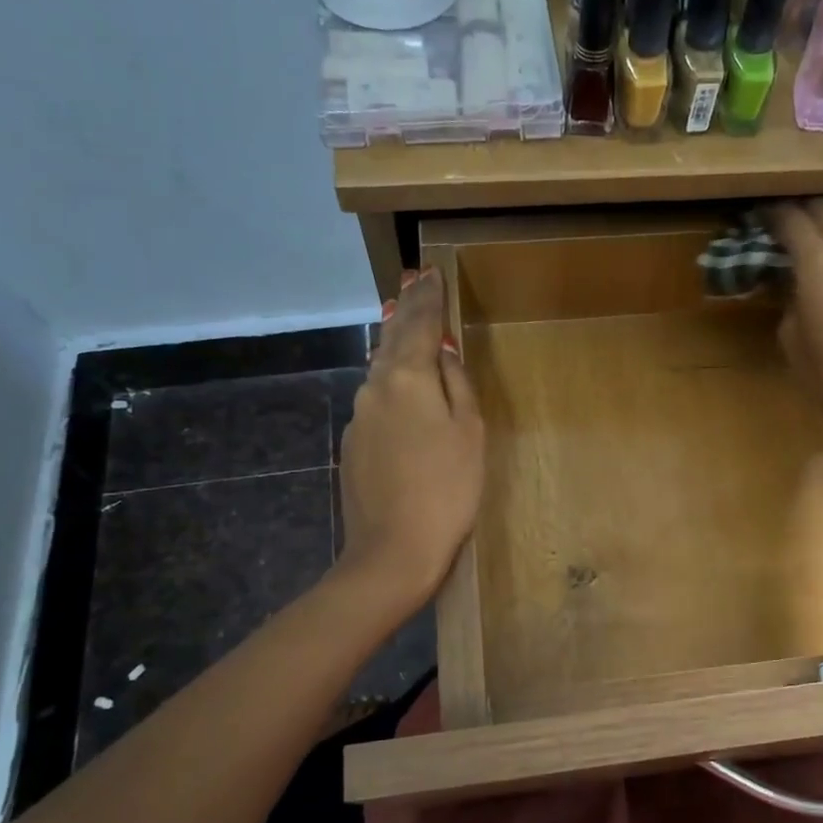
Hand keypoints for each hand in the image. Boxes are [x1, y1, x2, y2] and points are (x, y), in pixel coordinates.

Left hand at [336, 267, 484, 615]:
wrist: (392, 550)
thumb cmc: (447, 489)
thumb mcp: (469, 432)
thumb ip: (457, 384)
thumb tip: (444, 353)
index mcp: (408, 378)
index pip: (420, 324)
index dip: (429, 298)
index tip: (432, 271)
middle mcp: (375, 387)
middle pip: (393, 339)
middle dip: (407, 309)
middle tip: (414, 281)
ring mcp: (359, 416)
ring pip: (381, 368)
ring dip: (395, 341)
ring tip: (405, 319)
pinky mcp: (353, 443)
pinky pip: (376, 398)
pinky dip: (390, 380)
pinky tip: (399, 382)